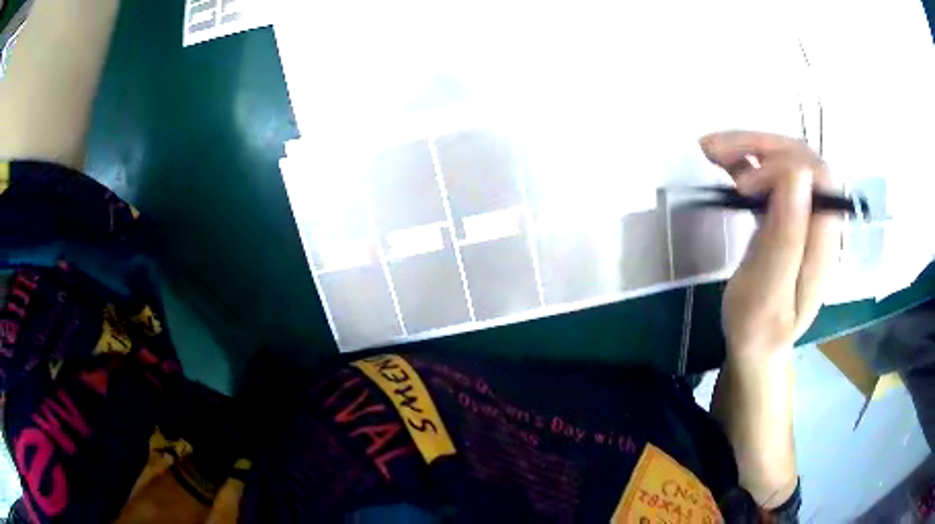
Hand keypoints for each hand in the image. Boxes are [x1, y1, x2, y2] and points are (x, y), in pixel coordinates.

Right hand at [701, 131, 840, 360]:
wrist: (758, 346)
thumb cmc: (759, 329)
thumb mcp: (768, 295)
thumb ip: (786, 240)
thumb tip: (796, 174)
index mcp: (823, 241)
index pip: (818, 176)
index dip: (782, 164)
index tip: (742, 186)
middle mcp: (819, 219)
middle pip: (801, 159)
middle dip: (759, 145)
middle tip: (713, 150)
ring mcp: (803, 214)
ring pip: (784, 159)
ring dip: (748, 147)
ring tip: (709, 149)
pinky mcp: (786, 213)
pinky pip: (771, 174)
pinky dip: (746, 160)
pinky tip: (721, 161)